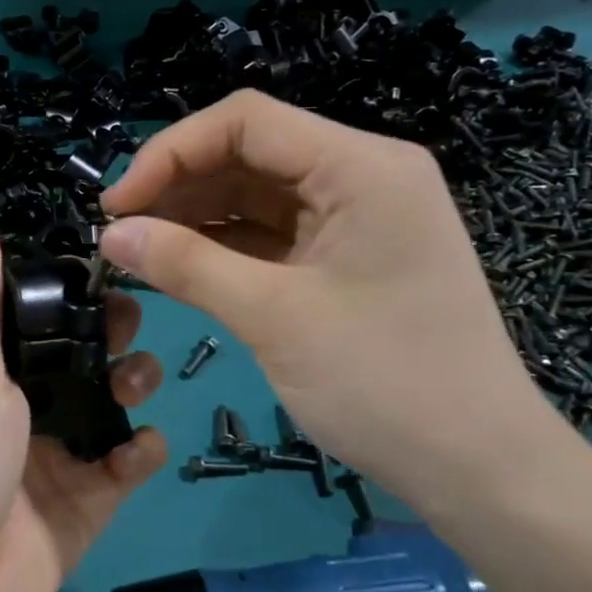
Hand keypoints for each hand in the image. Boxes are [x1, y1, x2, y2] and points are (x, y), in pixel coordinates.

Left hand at [0, 219, 165, 591]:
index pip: (40, 322)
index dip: (73, 298)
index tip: (110, 275)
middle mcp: (25, 411)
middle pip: (81, 362)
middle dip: (110, 340)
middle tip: (133, 327)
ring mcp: (57, 460)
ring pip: (109, 410)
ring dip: (132, 388)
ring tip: (139, 382)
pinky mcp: (85, 507)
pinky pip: (124, 468)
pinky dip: (140, 453)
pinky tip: (140, 448)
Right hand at [99, 90, 548, 505]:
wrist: (481, 470)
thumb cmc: (386, 385)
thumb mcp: (273, 317)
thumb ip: (186, 265)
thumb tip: (111, 234)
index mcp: (361, 167)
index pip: (246, 121)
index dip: (171, 152)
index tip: (118, 204)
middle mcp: (361, 176)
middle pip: (250, 153)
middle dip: (179, 185)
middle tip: (120, 231)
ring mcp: (357, 218)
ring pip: (257, 194)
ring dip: (195, 216)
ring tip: (138, 249)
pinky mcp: (347, 258)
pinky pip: (273, 234)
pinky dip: (224, 246)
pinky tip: (179, 264)